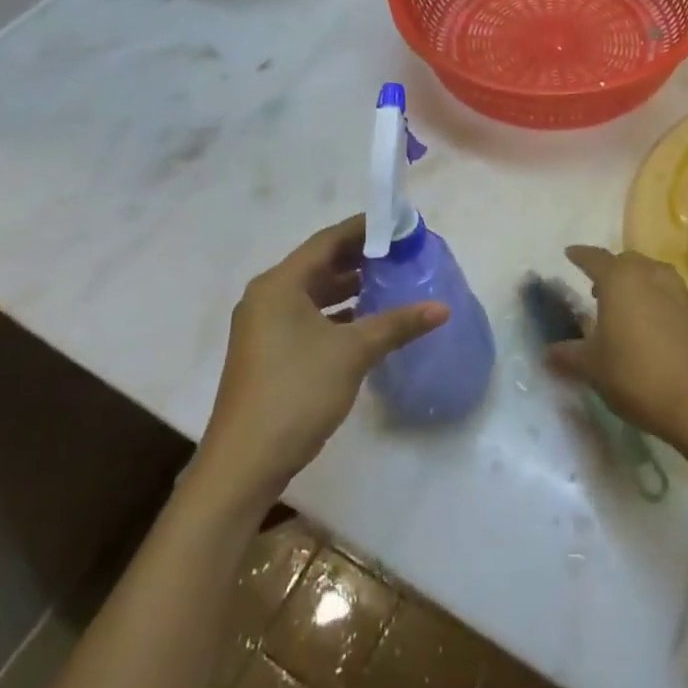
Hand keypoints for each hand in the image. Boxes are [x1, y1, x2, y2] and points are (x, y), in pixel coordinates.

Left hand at [199, 217, 447, 503]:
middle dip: (360, 257)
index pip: (327, 241)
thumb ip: (397, 324)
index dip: (364, 229)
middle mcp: (267, 297)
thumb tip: (442, 308)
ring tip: (390, 281)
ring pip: (313, 293)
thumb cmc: (297, 392)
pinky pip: (307, 317)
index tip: (399, 224)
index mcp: (280, 284)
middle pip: (319, 264)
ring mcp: (264, 326)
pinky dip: (336, 313)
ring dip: (349, 286)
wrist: (245, 463)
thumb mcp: (353, 353)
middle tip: (401, 251)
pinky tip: (366, 321)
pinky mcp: (269, 352)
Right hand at [545, 245, 687, 447]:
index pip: (594, 258)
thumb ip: (568, 354)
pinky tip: (652, 328)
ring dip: (636, 285)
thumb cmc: (637, 376)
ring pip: (652, 275)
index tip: (570, 254)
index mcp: (620, 279)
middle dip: (610, 271)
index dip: (579, 256)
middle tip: (596, 290)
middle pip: (626, 262)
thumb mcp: (592, 368)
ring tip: (625, 309)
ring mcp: (680, 291)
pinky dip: (657, 302)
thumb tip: (548, 352)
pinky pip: (671, 296)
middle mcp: (651, 274)